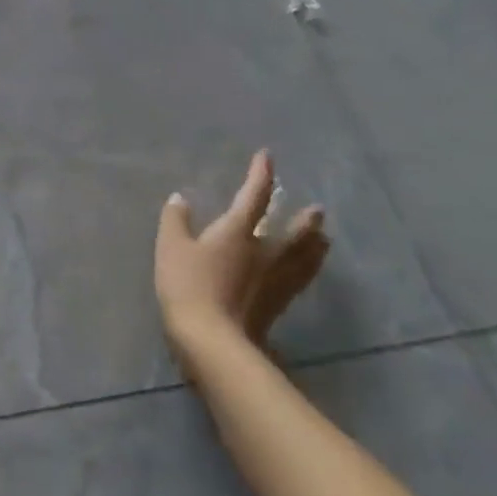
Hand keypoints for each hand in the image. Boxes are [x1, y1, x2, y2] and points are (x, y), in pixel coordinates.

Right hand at [155, 150, 328, 368]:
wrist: (211, 338)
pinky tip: (306, 273)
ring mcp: (275, 280)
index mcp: (238, 231)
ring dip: (315, 246)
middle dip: (305, 219)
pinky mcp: (278, 304)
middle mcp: (265, 251)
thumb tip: (180, 198)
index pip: (254, 195)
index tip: (267, 157)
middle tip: (318, 210)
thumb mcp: (171, 247)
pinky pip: (299, 280)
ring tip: (325, 240)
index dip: (261, 174)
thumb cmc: (188, 285)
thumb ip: (176, 220)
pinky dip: (307, 271)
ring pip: (304, 258)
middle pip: (293, 231)